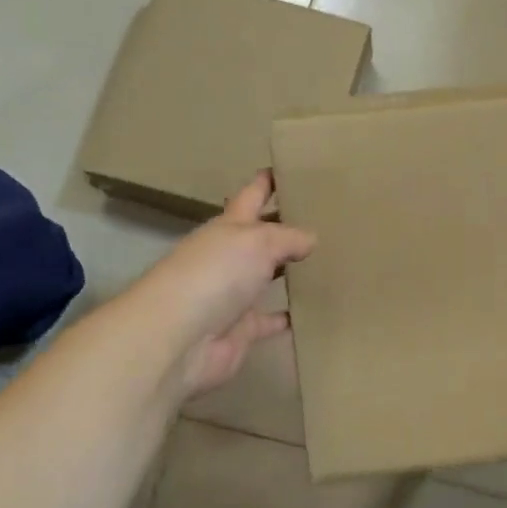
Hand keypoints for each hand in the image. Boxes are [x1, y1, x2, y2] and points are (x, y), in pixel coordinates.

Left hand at [121, 171, 315, 400]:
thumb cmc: (215, 274)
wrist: (177, 339)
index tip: (290, 168)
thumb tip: (311, 238)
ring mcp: (234, 295)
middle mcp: (229, 257)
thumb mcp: (258, 241)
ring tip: (329, 261)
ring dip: (290, 272)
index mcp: (229, 227)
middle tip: (324, 218)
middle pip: (262, 237)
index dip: (267, 182)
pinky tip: (316, 311)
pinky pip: (270, 320)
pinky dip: (289, 317)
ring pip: (268, 278)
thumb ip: (288, 237)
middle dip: (286, 227)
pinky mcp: (241, 330)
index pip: (251, 195)